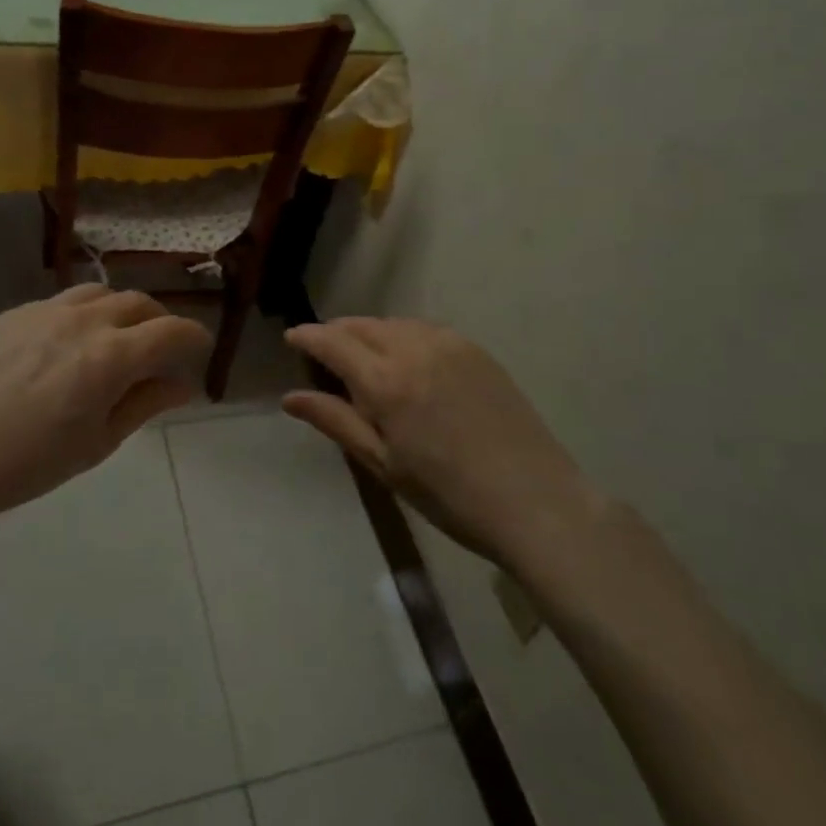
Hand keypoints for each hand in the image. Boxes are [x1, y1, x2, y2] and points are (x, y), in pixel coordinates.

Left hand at [0, 286, 212, 531]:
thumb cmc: (32, 463)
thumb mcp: (99, 441)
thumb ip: (145, 403)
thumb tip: (184, 384)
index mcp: (111, 356)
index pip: (172, 331)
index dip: (195, 337)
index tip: (200, 349)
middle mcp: (83, 321)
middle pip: (139, 303)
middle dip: (160, 322)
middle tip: (160, 350)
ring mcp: (45, 311)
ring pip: (100, 293)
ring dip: (121, 311)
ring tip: (117, 338)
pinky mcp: (13, 313)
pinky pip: (61, 301)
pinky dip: (82, 314)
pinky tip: (67, 345)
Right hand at [284, 318, 603, 565]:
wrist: (536, 501)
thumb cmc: (449, 495)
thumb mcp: (384, 464)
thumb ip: (336, 422)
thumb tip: (290, 398)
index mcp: (386, 381)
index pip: (334, 343)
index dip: (308, 337)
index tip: (291, 338)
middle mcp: (415, 348)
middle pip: (363, 326)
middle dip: (337, 333)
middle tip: (322, 350)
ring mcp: (450, 345)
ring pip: (394, 325)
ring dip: (370, 333)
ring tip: (361, 356)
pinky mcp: (477, 351)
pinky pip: (425, 330)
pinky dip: (403, 336)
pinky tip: (405, 360)